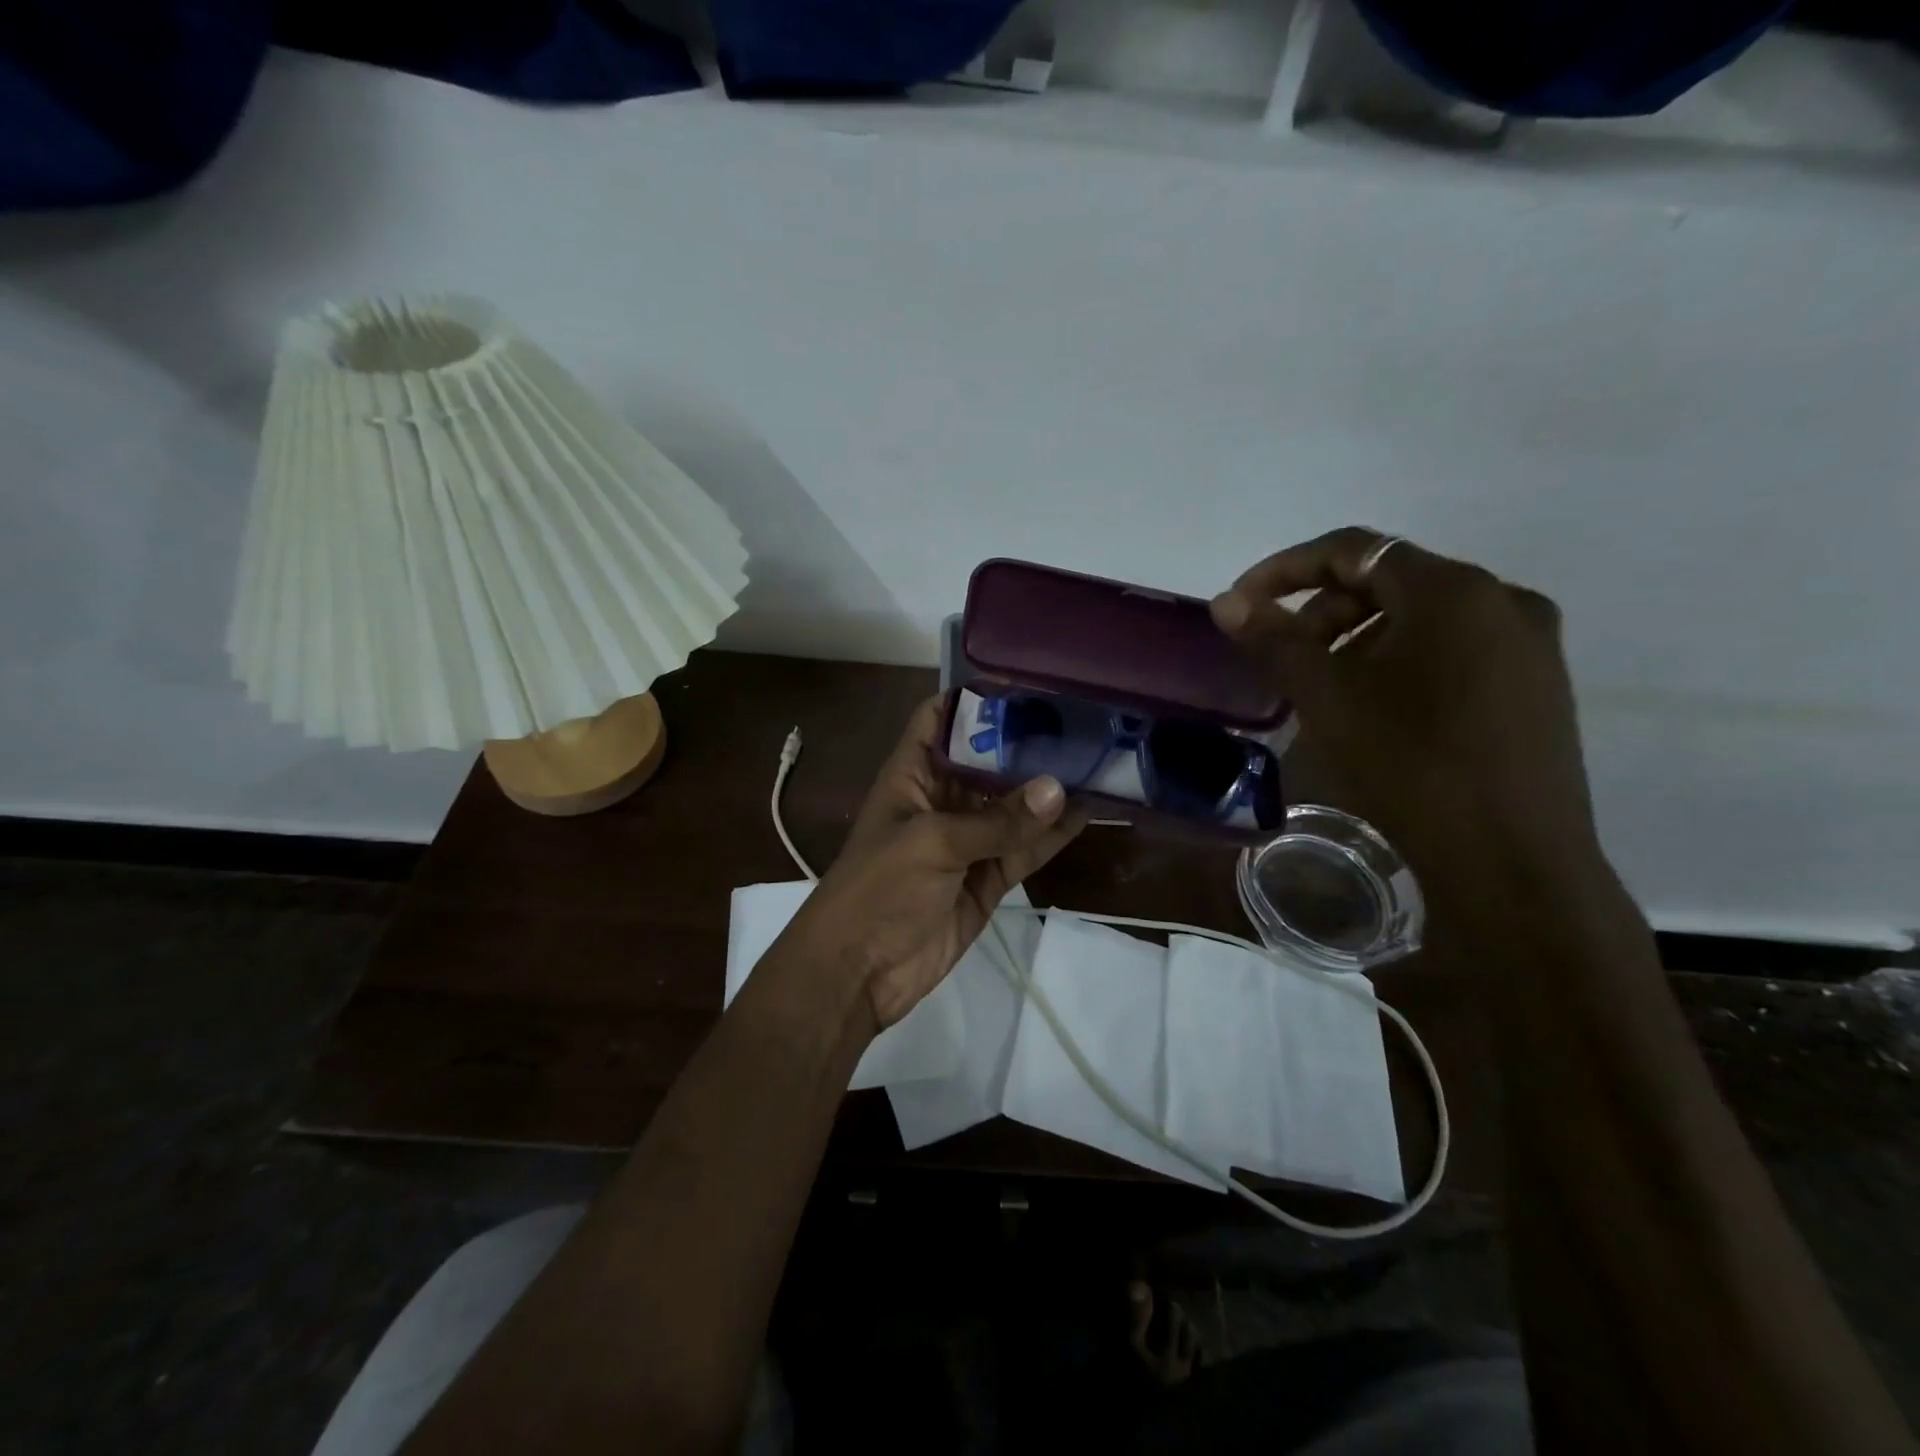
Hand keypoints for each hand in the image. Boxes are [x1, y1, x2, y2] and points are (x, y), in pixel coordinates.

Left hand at [785, 697, 1086, 1030]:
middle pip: (987, 760)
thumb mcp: (933, 843)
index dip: (973, 698)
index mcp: (913, 774)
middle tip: (1081, 720)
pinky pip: (1025, 850)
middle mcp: (941, 799)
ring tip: (1096, 760)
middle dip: (1027, 743)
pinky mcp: (987, 879)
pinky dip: (1053, 835)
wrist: (858, 971)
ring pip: (1013, 807)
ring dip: (1048, 789)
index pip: (939, 719)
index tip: (1025, 684)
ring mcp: (967, 841)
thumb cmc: (879, 888)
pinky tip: (1088, 812)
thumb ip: (997, 821)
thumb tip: (1059, 788)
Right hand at [1209, 527, 1597, 877]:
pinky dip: (1400, 661)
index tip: (1242, 603)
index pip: (1353, 549)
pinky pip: (1453, 650)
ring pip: (1422, 618)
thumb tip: (1225, 601)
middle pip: (1389, 580)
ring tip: (1322, 688)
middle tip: (1281, 657)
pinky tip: (1375, 709)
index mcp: (1452, 589)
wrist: (1511, 860)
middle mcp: (1502, 599)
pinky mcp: (1538, 686)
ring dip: (1358, 638)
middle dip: (1322, 611)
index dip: (1285, 569)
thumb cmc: (1409, 764)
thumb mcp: (1327, 696)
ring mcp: (1529, 644)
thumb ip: (1273, 639)